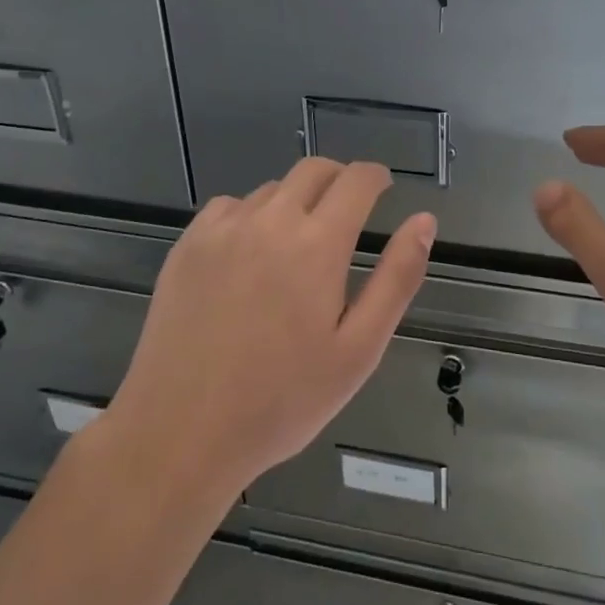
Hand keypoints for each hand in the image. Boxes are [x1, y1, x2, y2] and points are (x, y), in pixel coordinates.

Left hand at [109, 159, 436, 497]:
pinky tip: (249, 256)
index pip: (356, 180)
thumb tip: (424, 220)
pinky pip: (230, 207)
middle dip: (339, 180)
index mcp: (318, 244)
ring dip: (296, 202)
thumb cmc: (282, 401)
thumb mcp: (359, 350)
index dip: (376, 177)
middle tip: (348, 212)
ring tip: (298, 246)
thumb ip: (397, 278)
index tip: (383, 188)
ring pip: (272, 190)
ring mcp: (223, 229)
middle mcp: (270, 220)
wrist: (180, 433)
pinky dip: (251, 216)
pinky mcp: (188, 245)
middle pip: (314, 171)